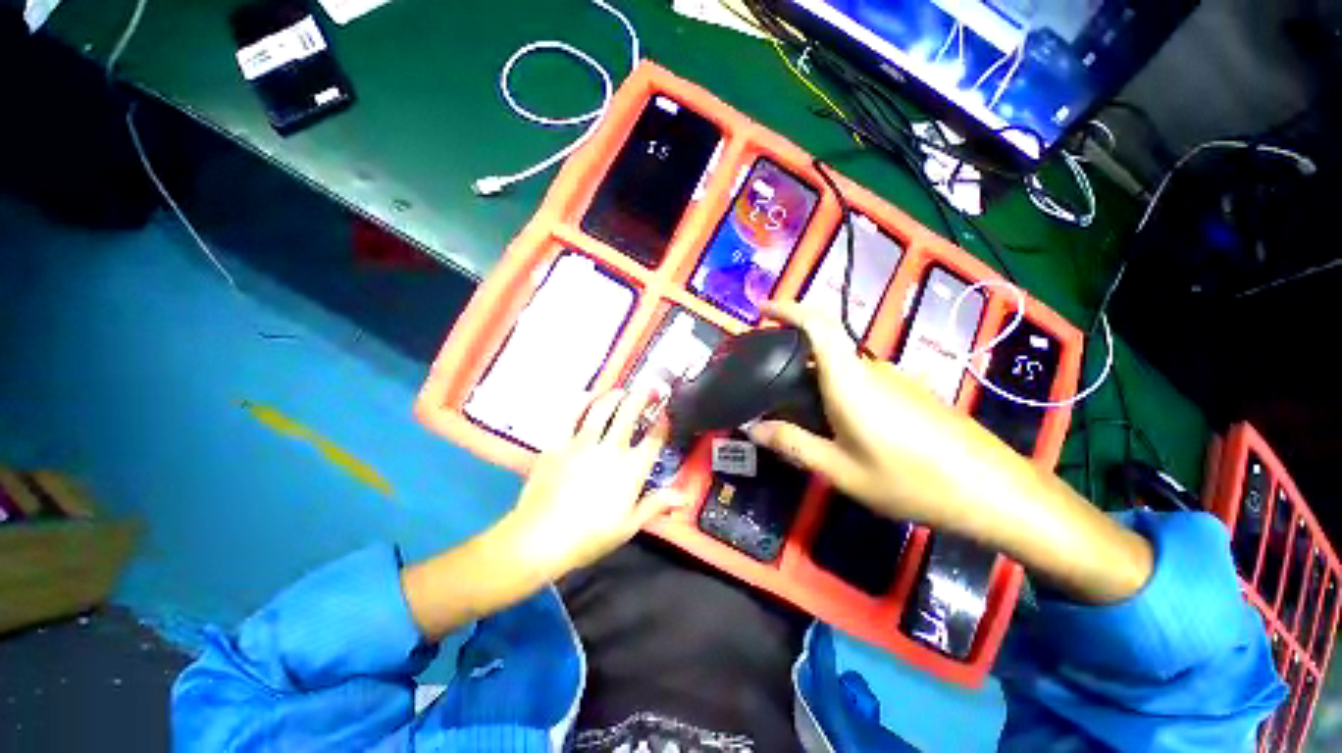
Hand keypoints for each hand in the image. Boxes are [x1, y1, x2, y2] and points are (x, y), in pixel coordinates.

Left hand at [498, 387, 677, 577]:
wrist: (540, 539)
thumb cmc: (589, 536)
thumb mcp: (629, 525)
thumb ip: (656, 505)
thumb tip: (682, 497)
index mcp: (632, 469)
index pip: (654, 438)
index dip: (662, 422)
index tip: (665, 413)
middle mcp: (611, 449)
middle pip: (630, 413)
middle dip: (642, 396)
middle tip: (649, 388)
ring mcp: (583, 443)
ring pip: (603, 408)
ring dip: (615, 395)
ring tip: (622, 390)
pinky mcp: (559, 443)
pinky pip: (571, 415)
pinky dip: (582, 402)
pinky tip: (588, 396)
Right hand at [747, 301, 1152, 603]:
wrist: (994, 490)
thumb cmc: (910, 478)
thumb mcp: (841, 470)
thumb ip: (793, 444)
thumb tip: (752, 428)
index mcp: (849, 378)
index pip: (818, 324)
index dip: (788, 309)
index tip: (763, 310)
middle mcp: (871, 369)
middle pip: (825, 347)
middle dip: (793, 357)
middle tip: (768, 384)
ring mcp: (895, 379)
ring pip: (842, 368)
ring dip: (816, 380)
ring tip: (798, 412)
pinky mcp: (909, 392)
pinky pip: (862, 382)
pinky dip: (838, 392)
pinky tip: (839, 425)